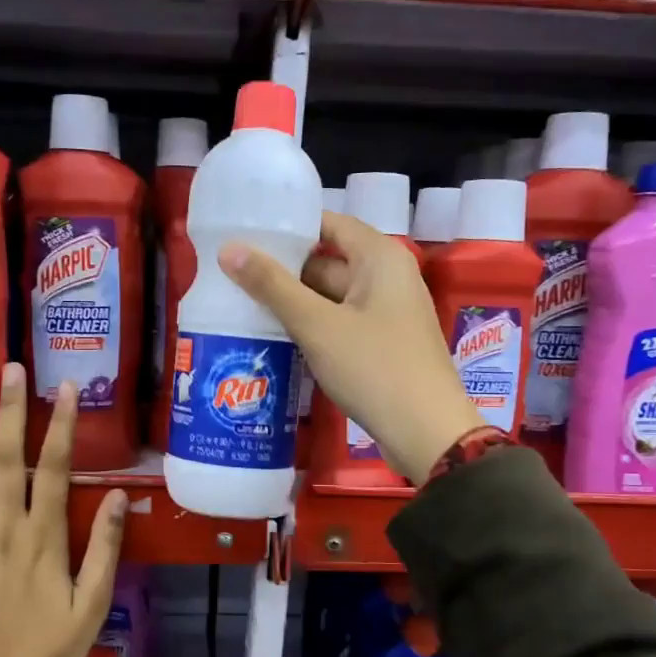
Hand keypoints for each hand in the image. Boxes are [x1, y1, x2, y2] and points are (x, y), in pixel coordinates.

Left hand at [0, 362, 128, 656]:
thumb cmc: (50, 652)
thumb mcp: (93, 605)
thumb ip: (106, 549)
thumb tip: (122, 498)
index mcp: (46, 538)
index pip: (56, 469)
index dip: (62, 426)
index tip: (64, 389)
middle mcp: (6, 528)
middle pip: (9, 459)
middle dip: (12, 411)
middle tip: (11, 368)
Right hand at [220, 211, 484, 482]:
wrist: (427, 433)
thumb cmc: (374, 368)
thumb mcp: (317, 325)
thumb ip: (272, 286)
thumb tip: (229, 249)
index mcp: (379, 258)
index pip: (329, 223)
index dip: (289, 225)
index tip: (245, 231)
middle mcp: (387, 277)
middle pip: (327, 260)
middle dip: (283, 268)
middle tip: (231, 272)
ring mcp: (386, 313)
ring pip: (330, 296)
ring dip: (293, 301)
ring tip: (240, 301)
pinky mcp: (381, 344)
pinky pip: (339, 323)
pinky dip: (311, 326)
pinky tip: (274, 335)